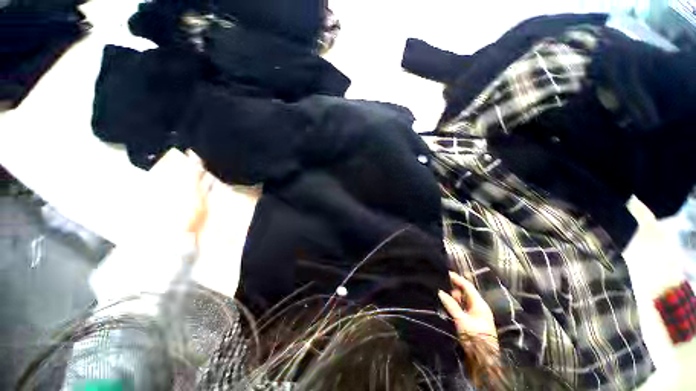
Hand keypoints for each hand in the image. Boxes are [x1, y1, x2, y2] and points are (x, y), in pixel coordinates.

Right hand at [438, 272, 497, 350]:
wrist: (483, 359)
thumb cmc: (474, 337)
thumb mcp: (461, 320)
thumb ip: (451, 305)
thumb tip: (441, 292)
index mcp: (480, 305)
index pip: (468, 287)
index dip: (458, 279)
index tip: (448, 273)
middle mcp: (480, 307)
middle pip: (467, 293)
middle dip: (456, 290)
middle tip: (445, 289)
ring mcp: (477, 314)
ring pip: (465, 301)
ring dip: (456, 298)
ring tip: (447, 299)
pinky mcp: (474, 321)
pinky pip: (464, 308)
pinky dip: (457, 305)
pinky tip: (450, 307)